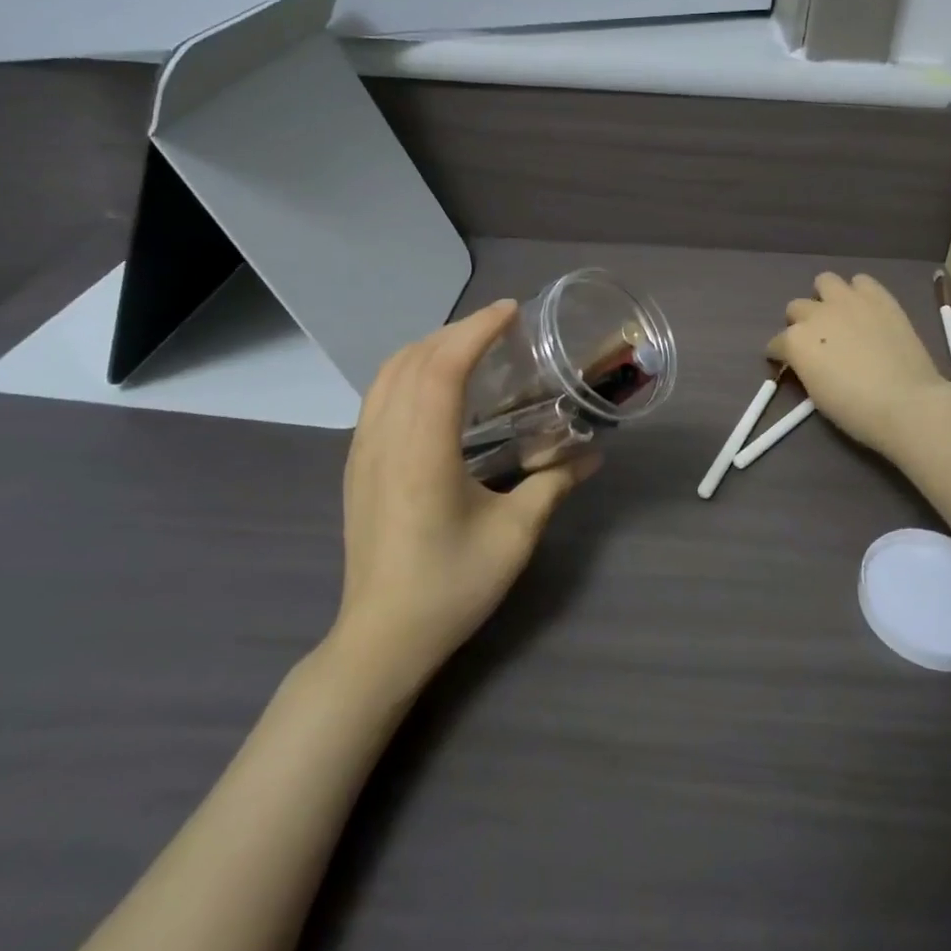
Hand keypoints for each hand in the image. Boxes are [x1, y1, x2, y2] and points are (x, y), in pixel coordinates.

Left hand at [332, 300, 599, 682]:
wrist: (381, 639)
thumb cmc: (451, 586)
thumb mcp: (515, 536)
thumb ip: (553, 484)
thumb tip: (594, 455)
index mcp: (422, 453)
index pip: (442, 368)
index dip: (476, 330)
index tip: (511, 311)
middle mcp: (384, 440)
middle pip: (412, 360)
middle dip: (456, 331)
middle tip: (500, 326)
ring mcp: (362, 451)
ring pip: (387, 373)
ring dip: (429, 346)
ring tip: (470, 345)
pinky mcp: (356, 465)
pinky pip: (378, 395)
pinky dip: (408, 370)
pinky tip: (436, 385)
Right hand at [768, 272, 950, 458]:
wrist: (906, 403)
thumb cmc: (856, 410)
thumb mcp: (815, 393)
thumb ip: (806, 367)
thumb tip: (809, 361)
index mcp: (795, 341)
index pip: (776, 344)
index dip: (781, 355)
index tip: (789, 365)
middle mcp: (816, 313)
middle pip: (796, 307)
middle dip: (801, 323)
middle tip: (817, 341)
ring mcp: (848, 301)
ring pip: (824, 281)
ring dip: (826, 297)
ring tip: (839, 316)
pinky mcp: (879, 297)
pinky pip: (862, 281)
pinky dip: (859, 293)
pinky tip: (866, 311)